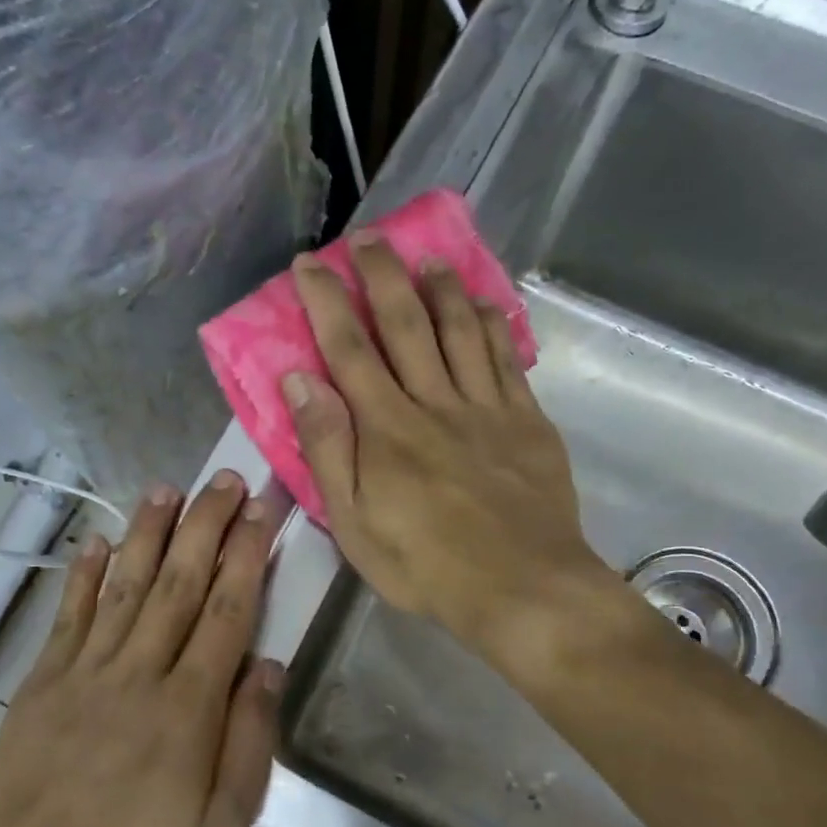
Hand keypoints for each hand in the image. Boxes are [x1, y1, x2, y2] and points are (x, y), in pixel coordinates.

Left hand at [0, 472, 281, 826]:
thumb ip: (249, 743)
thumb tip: (268, 666)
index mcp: (187, 709)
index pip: (225, 612)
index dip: (246, 557)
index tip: (261, 513)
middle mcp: (136, 675)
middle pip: (178, 583)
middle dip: (206, 526)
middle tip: (225, 480)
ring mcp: (82, 674)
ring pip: (124, 586)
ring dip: (147, 533)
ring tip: (168, 488)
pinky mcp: (41, 684)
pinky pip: (67, 617)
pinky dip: (83, 575)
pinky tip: (97, 539)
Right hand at [284, 236, 626, 671]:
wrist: (524, 588)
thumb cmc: (426, 566)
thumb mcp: (354, 523)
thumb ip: (327, 449)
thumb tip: (299, 382)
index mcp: (387, 429)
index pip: (349, 349)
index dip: (327, 302)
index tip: (309, 266)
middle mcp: (434, 403)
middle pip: (406, 324)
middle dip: (382, 275)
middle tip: (366, 238)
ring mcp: (486, 408)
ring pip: (460, 330)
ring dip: (440, 288)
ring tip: (426, 257)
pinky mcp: (527, 421)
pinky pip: (507, 360)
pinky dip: (494, 325)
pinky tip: (485, 303)